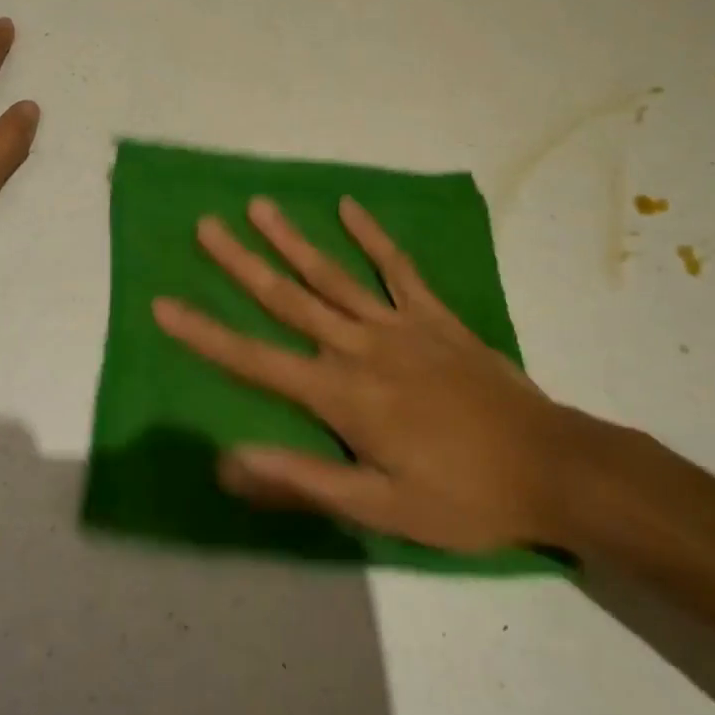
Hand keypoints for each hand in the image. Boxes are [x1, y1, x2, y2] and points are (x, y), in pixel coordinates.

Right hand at [153, 196, 620, 551]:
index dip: (205, 334)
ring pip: (334, 275)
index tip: (164, 304)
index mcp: (343, 396)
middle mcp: (361, 348)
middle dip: (241, 263)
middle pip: (289, 300)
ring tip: (259, 206)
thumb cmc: (462, 498)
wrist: (551, 467)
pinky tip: (349, 207)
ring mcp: (400, 325)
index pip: (257, 361)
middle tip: (206, 226)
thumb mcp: (380, 509)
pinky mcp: (435, 317)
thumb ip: (303, 481)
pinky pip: (398, 269)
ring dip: (293, 240)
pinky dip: (373, 237)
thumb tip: (227, 463)